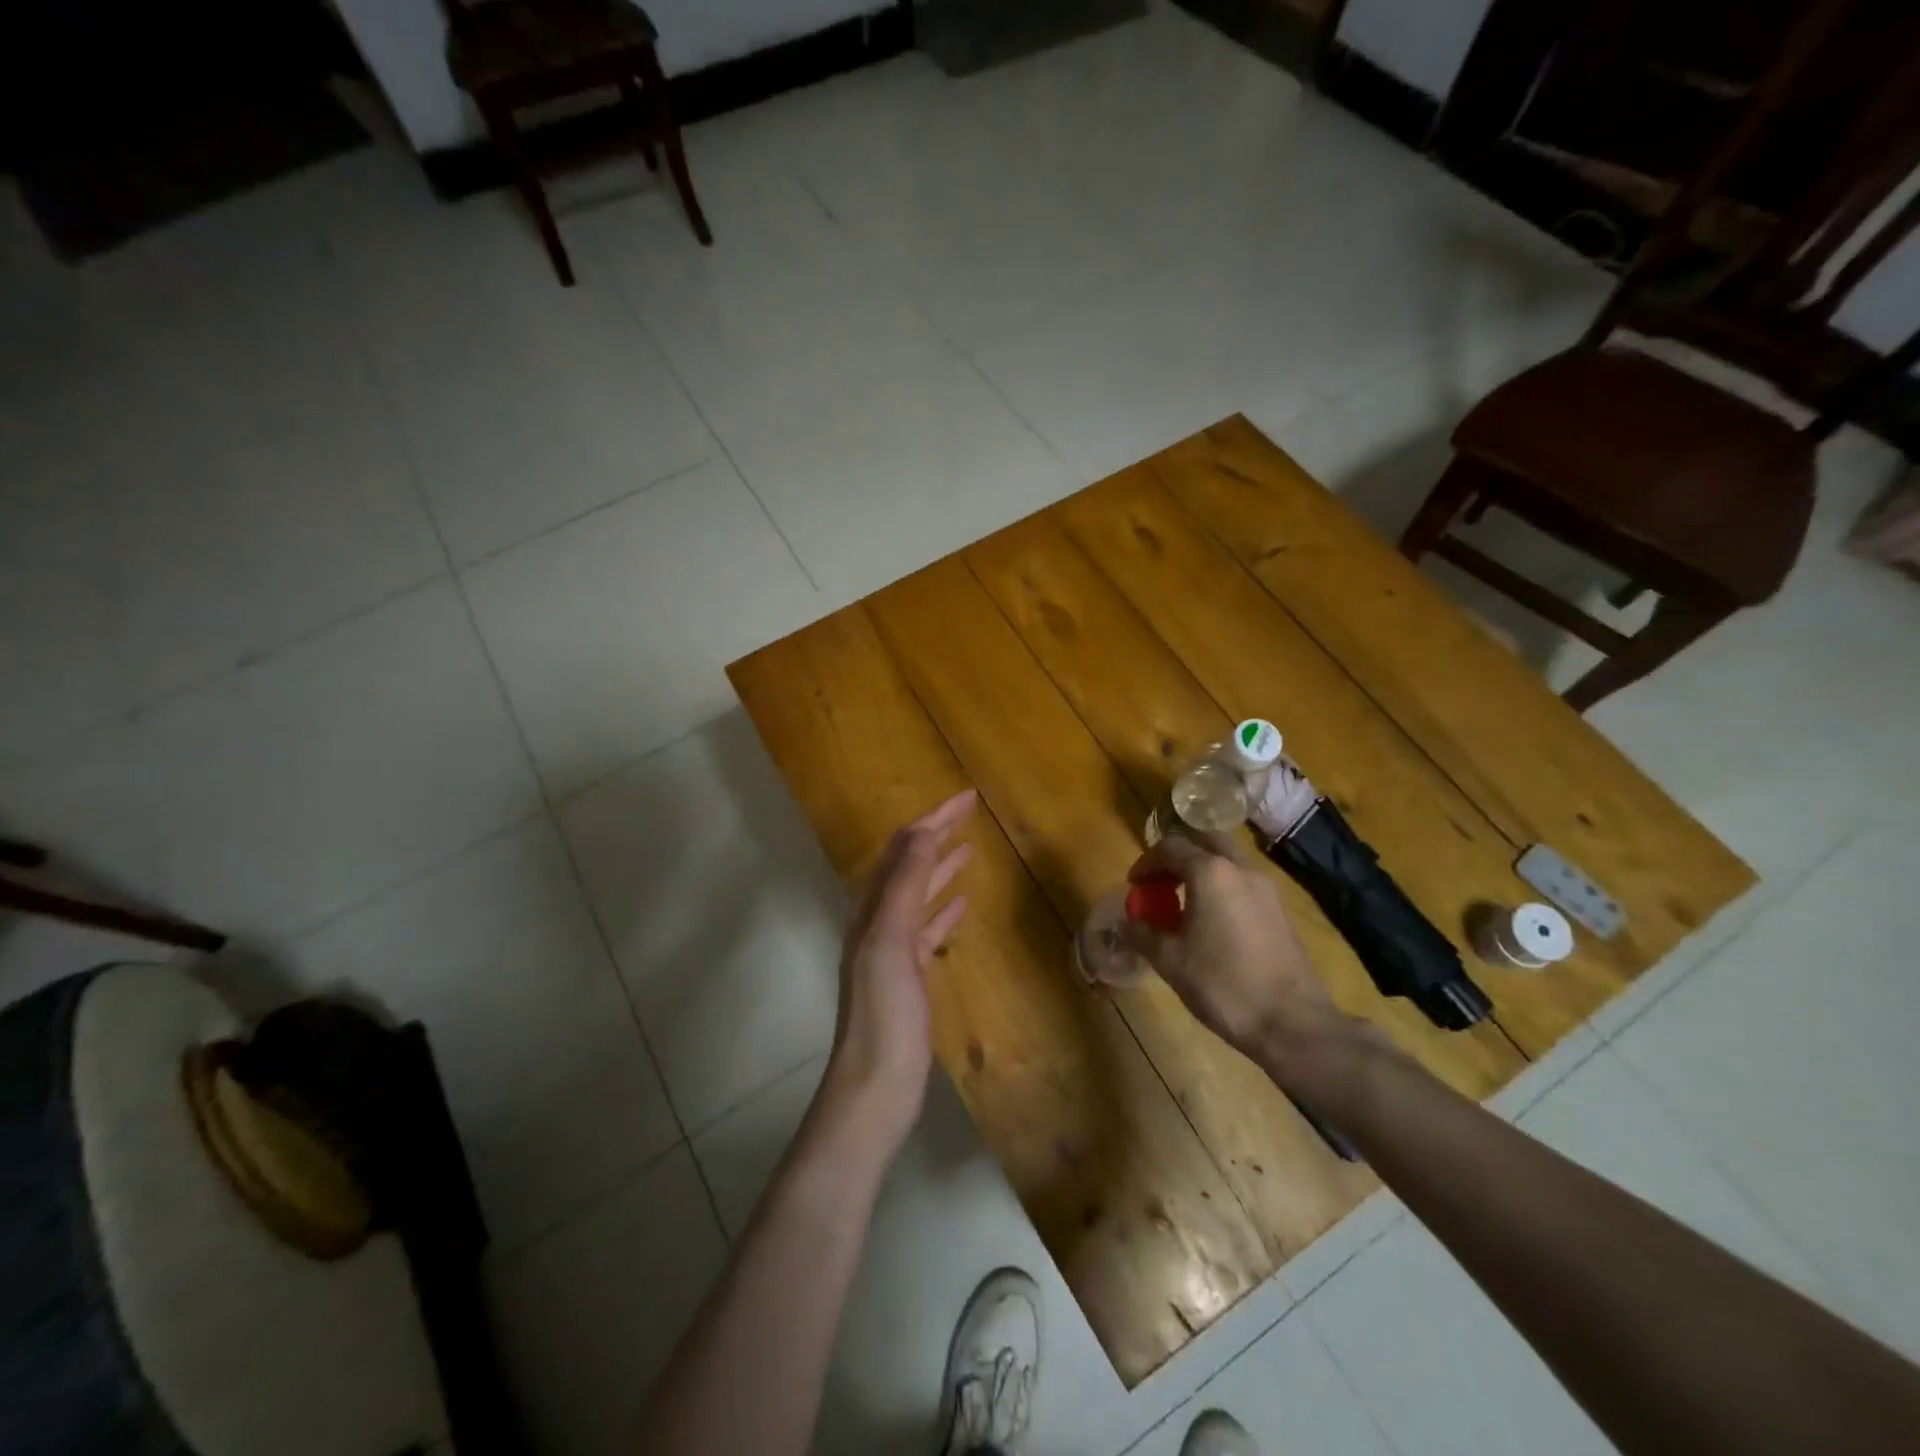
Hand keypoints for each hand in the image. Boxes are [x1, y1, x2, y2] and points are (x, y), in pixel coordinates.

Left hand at [815, 789, 975, 1159]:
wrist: (875, 1087)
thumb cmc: (884, 1014)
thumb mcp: (891, 942)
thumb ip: (904, 886)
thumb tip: (922, 832)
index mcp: (871, 908)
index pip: (904, 848)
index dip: (934, 819)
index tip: (968, 797)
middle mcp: (877, 921)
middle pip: (910, 865)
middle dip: (937, 834)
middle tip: (971, 813)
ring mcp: (892, 950)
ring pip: (919, 894)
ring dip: (941, 867)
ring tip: (969, 848)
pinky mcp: (908, 977)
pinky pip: (927, 929)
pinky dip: (943, 909)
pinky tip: (962, 904)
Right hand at [1124, 831, 1337, 1058]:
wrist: (1291, 1022)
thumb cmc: (1223, 984)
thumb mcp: (1170, 961)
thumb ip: (1143, 934)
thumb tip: (1128, 922)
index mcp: (1210, 873)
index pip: (1170, 848)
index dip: (1146, 863)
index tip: (1134, 886)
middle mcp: (1241, 869)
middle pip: (1205, 841)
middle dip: (1179, 854)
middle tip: (1161, 881)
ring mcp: (1266, 888)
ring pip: (1228, 860)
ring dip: (1203, 869)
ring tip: (1184, 902)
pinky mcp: (1280, 910)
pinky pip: (1243, 882)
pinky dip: (1222, 887)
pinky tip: (1212, 920)